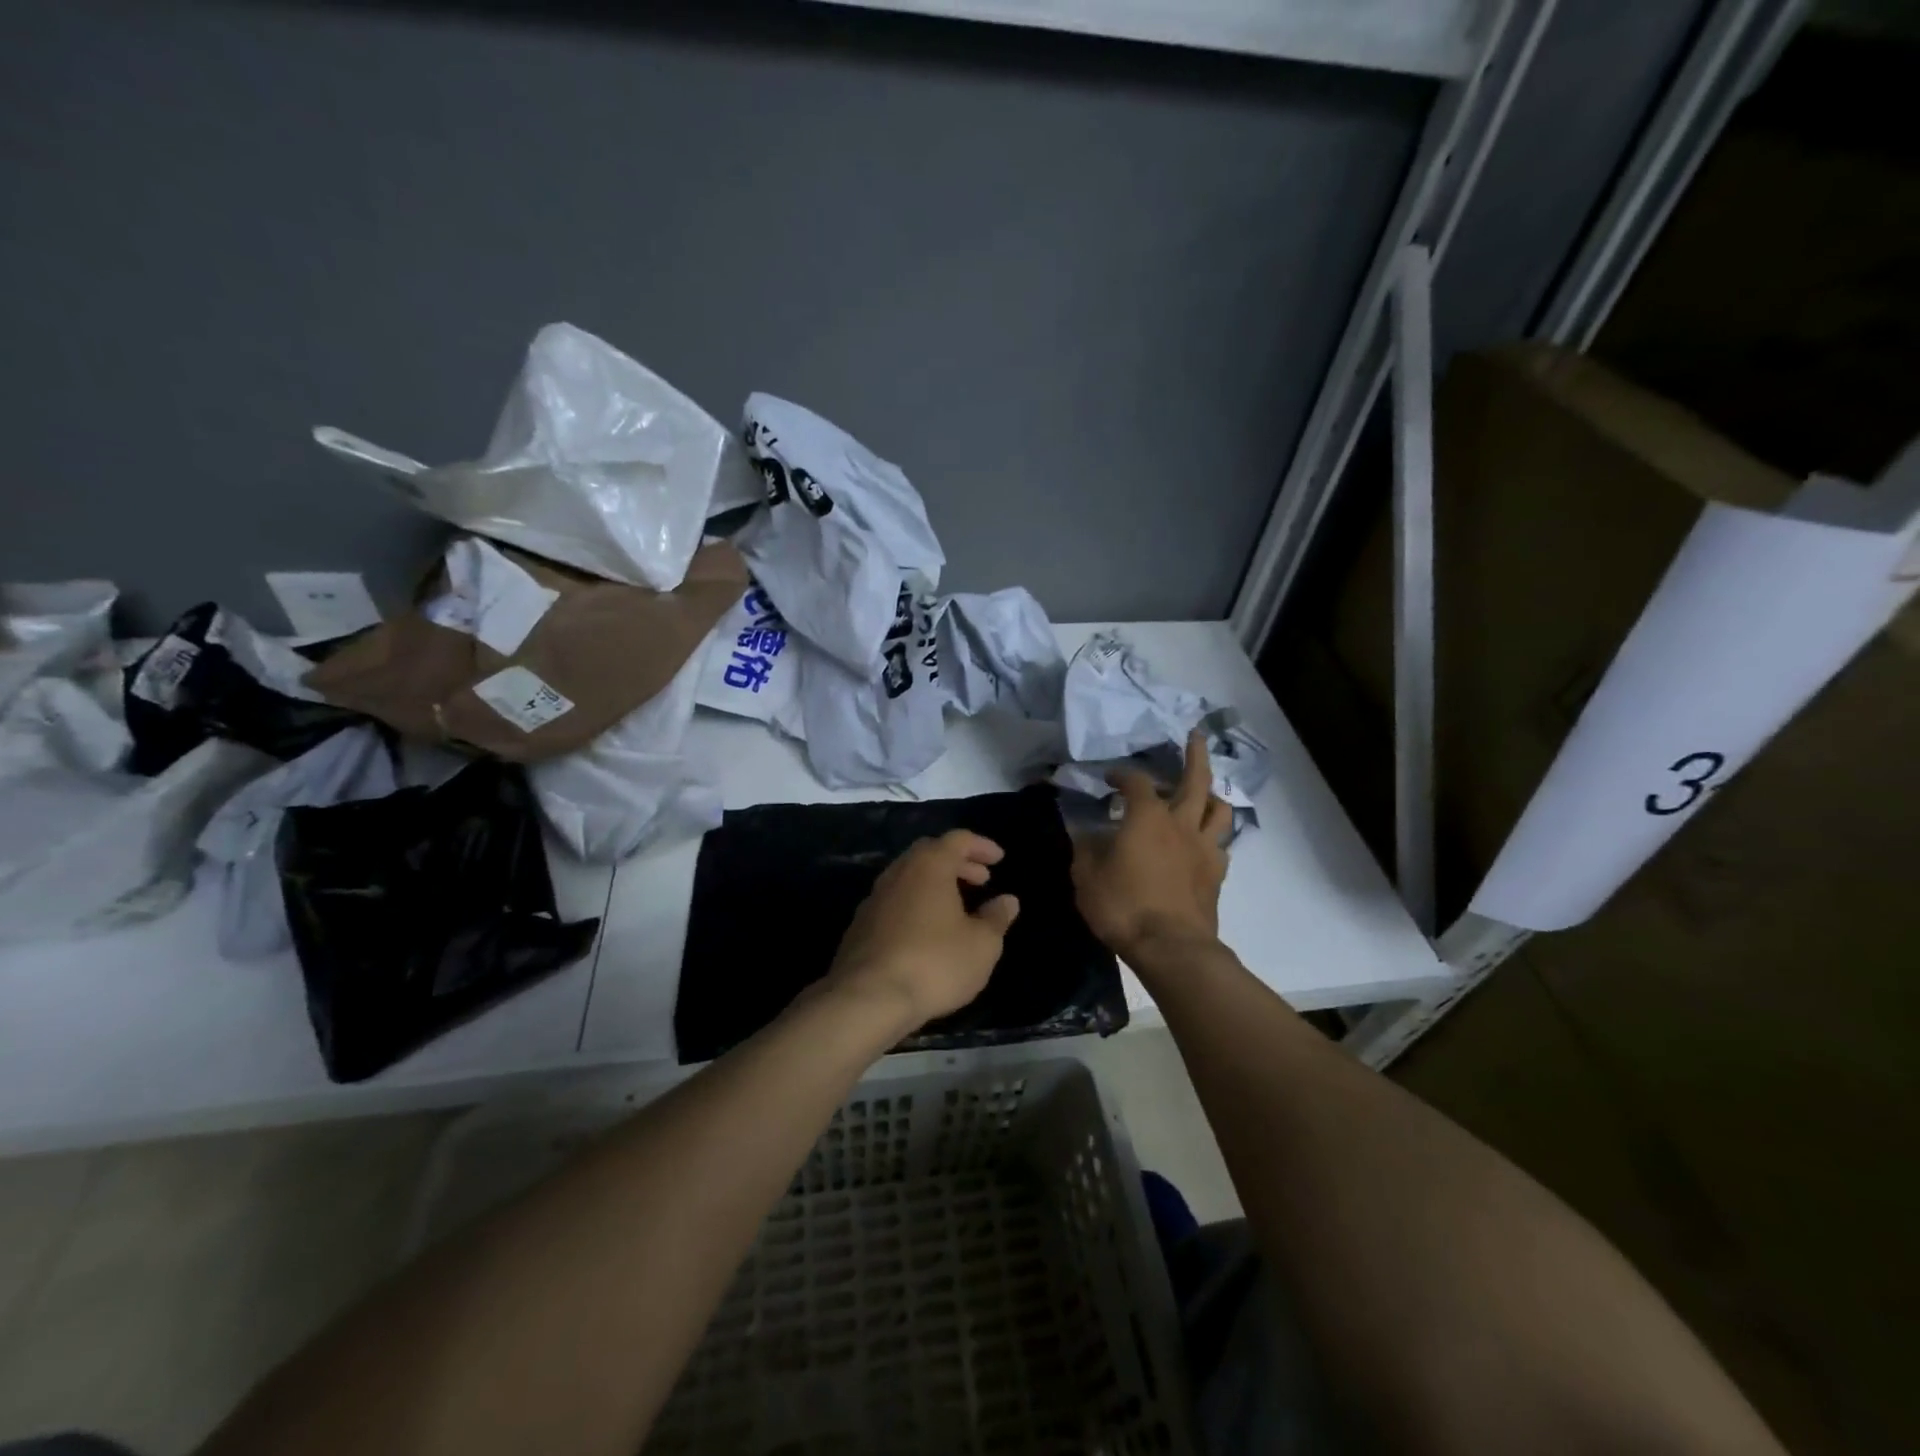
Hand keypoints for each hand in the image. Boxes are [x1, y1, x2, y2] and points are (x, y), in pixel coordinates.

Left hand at [823, 830, 1020, 1033]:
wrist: (868, 998)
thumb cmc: (934, 963)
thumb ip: (996, 918)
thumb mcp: (981, 945)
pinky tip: (926, 931)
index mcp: (929, 866)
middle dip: (958, 862)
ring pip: (909, 877)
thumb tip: (1007, 900)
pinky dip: (915, 903)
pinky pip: (894, 901)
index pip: (958, 840)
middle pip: (929, 853)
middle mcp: (898, 873)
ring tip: (957, 906)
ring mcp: (874, 898)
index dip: (981, 846)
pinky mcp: (860, 925)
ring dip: (935, 883)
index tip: (999, 859)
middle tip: (981, 880)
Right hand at [1072, 730, 1230, 966]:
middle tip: (1196, 736)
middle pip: (1196, 779)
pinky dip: (1212, 835)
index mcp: (1147, 817)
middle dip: (1196, 754)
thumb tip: (1083, 831)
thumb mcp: (1086, 876)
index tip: (1111, 778)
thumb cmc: (1122, 906)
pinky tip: (1202, 842)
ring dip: (1211, 795)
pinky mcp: (1217, 873)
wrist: (1170, 947)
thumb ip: (1085, 849)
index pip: (1136, 781)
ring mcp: (1204, 848)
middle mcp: (1181, 823)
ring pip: (1219, 808)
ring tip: (1203, 793)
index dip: (1123, 774)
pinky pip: (1221, 844)